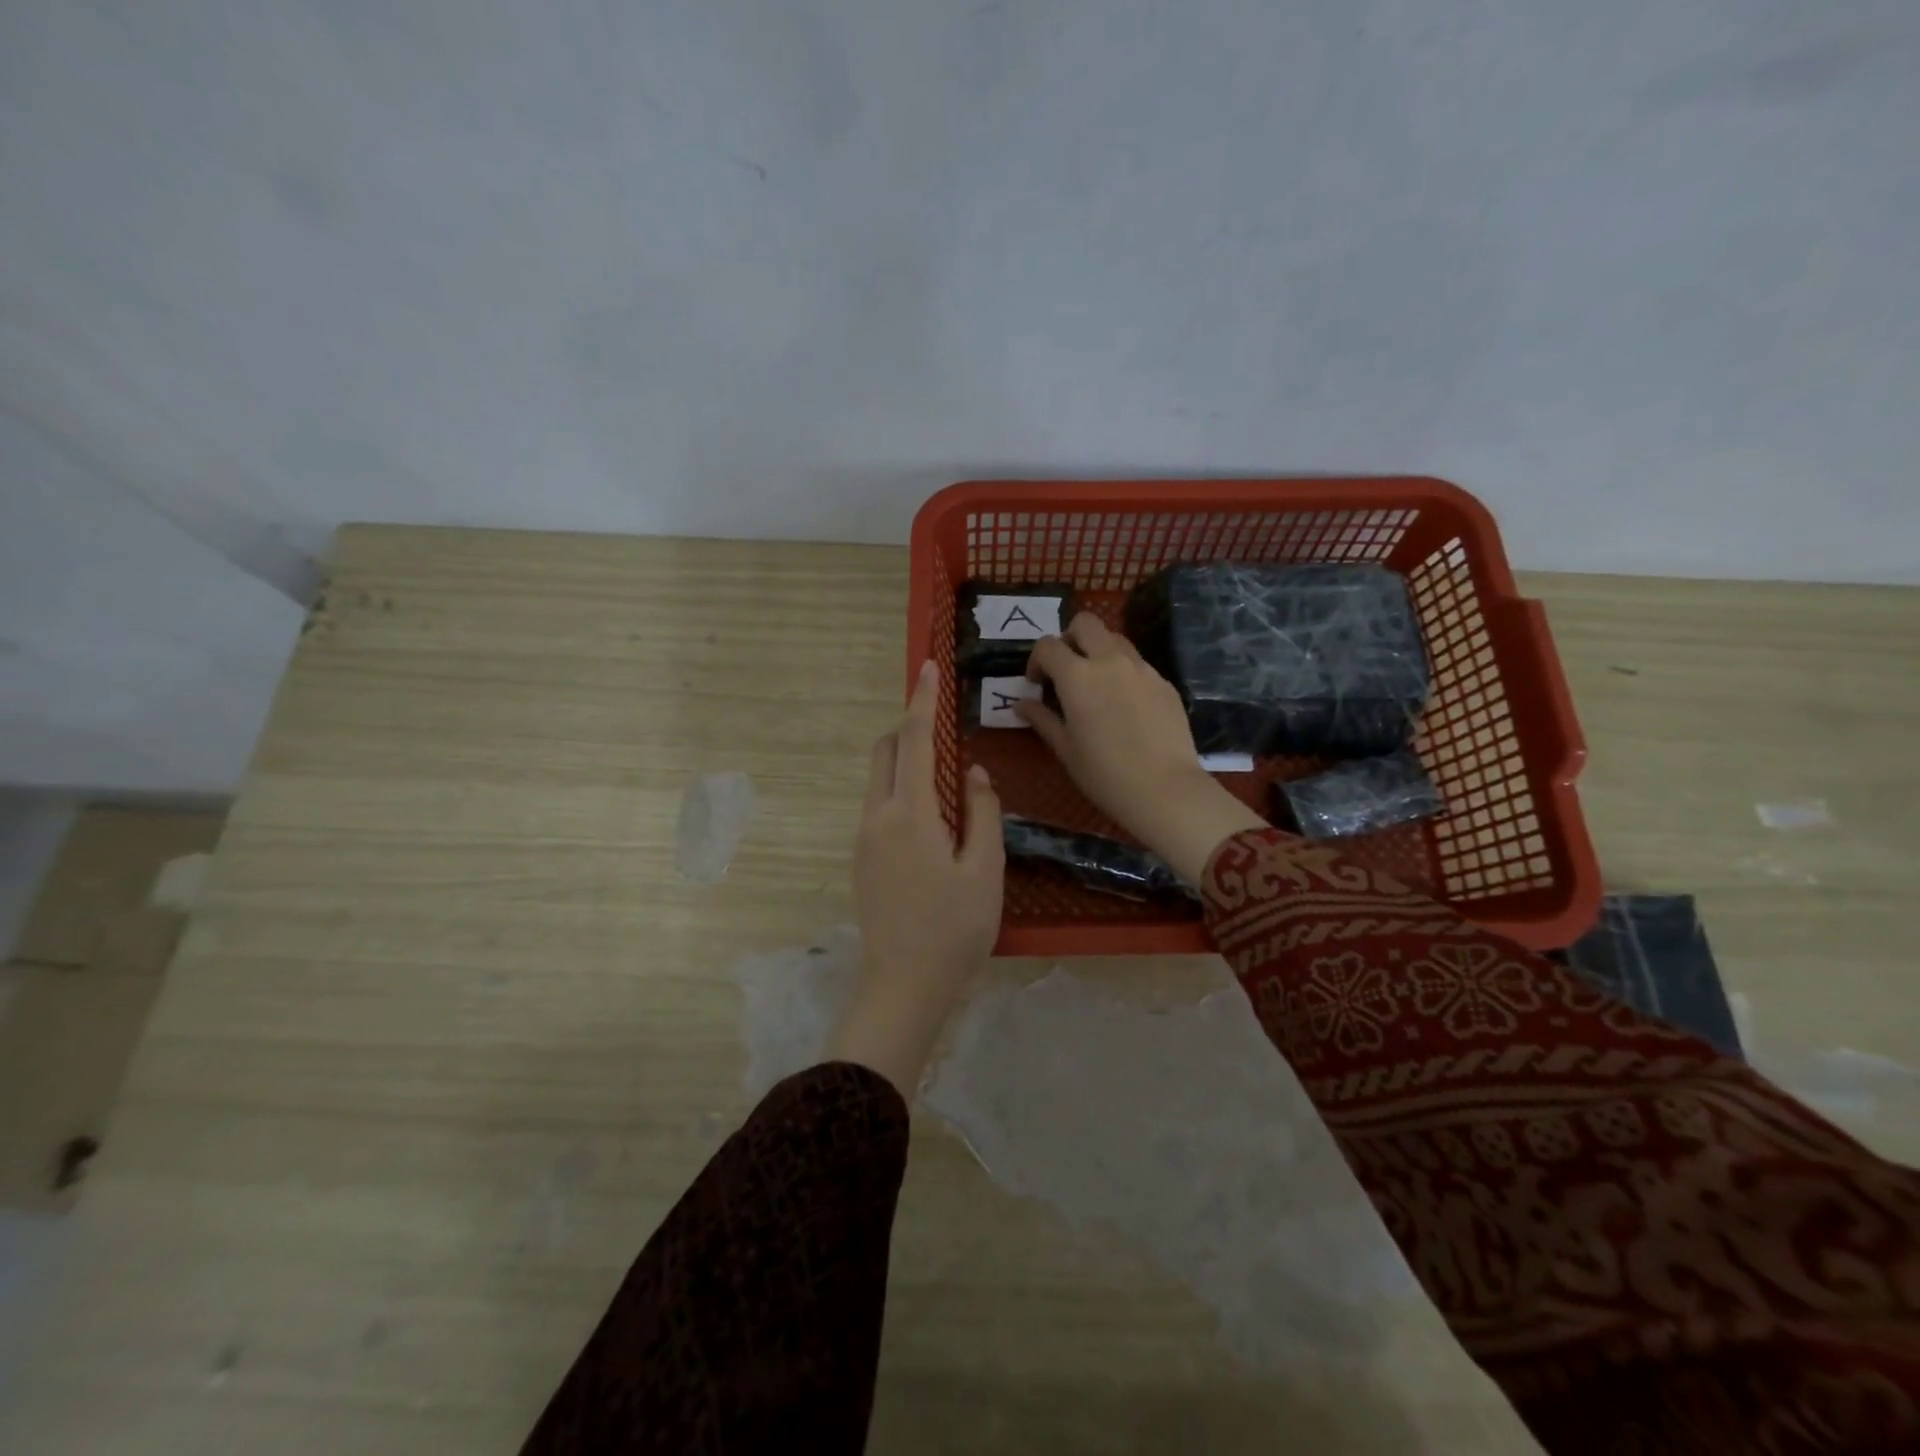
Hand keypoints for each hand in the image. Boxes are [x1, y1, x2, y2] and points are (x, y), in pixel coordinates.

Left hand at [830, 661, 1003, 1096]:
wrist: (903, 987)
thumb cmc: (954, 930)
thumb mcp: (984, 870)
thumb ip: (981, 812)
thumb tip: (971, 772)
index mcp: (909, 814)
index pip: (913, 740)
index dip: (921, 701)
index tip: (927, 667)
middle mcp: (877, 817)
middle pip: (884, 752)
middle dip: (907, 728)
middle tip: (942, 727)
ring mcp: (864, 839)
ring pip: (878, 780)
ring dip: (904, 762)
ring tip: (945, 778)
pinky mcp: (862, 860)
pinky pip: (879, 806)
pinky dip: (900, 791)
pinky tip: (931, 820)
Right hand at [1017, 613, 1264, 884]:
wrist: (1165, 789)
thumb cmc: (1104, 774)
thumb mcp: (1065, 749)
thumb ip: (1042, 719)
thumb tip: (1020, 704)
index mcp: (1077, 676)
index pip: (1048, 645)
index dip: (1037, 660)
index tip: (1037, 684)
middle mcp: (1110, 661)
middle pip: (1085, 623)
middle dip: (1069, 638)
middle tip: (1066, 670)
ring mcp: (1142, 668)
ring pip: (1115, 638)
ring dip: (1098, 651)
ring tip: (1096, 684)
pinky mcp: (1164, 682)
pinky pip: (1138, 663)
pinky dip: (1123, 671)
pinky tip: (1125, 706)